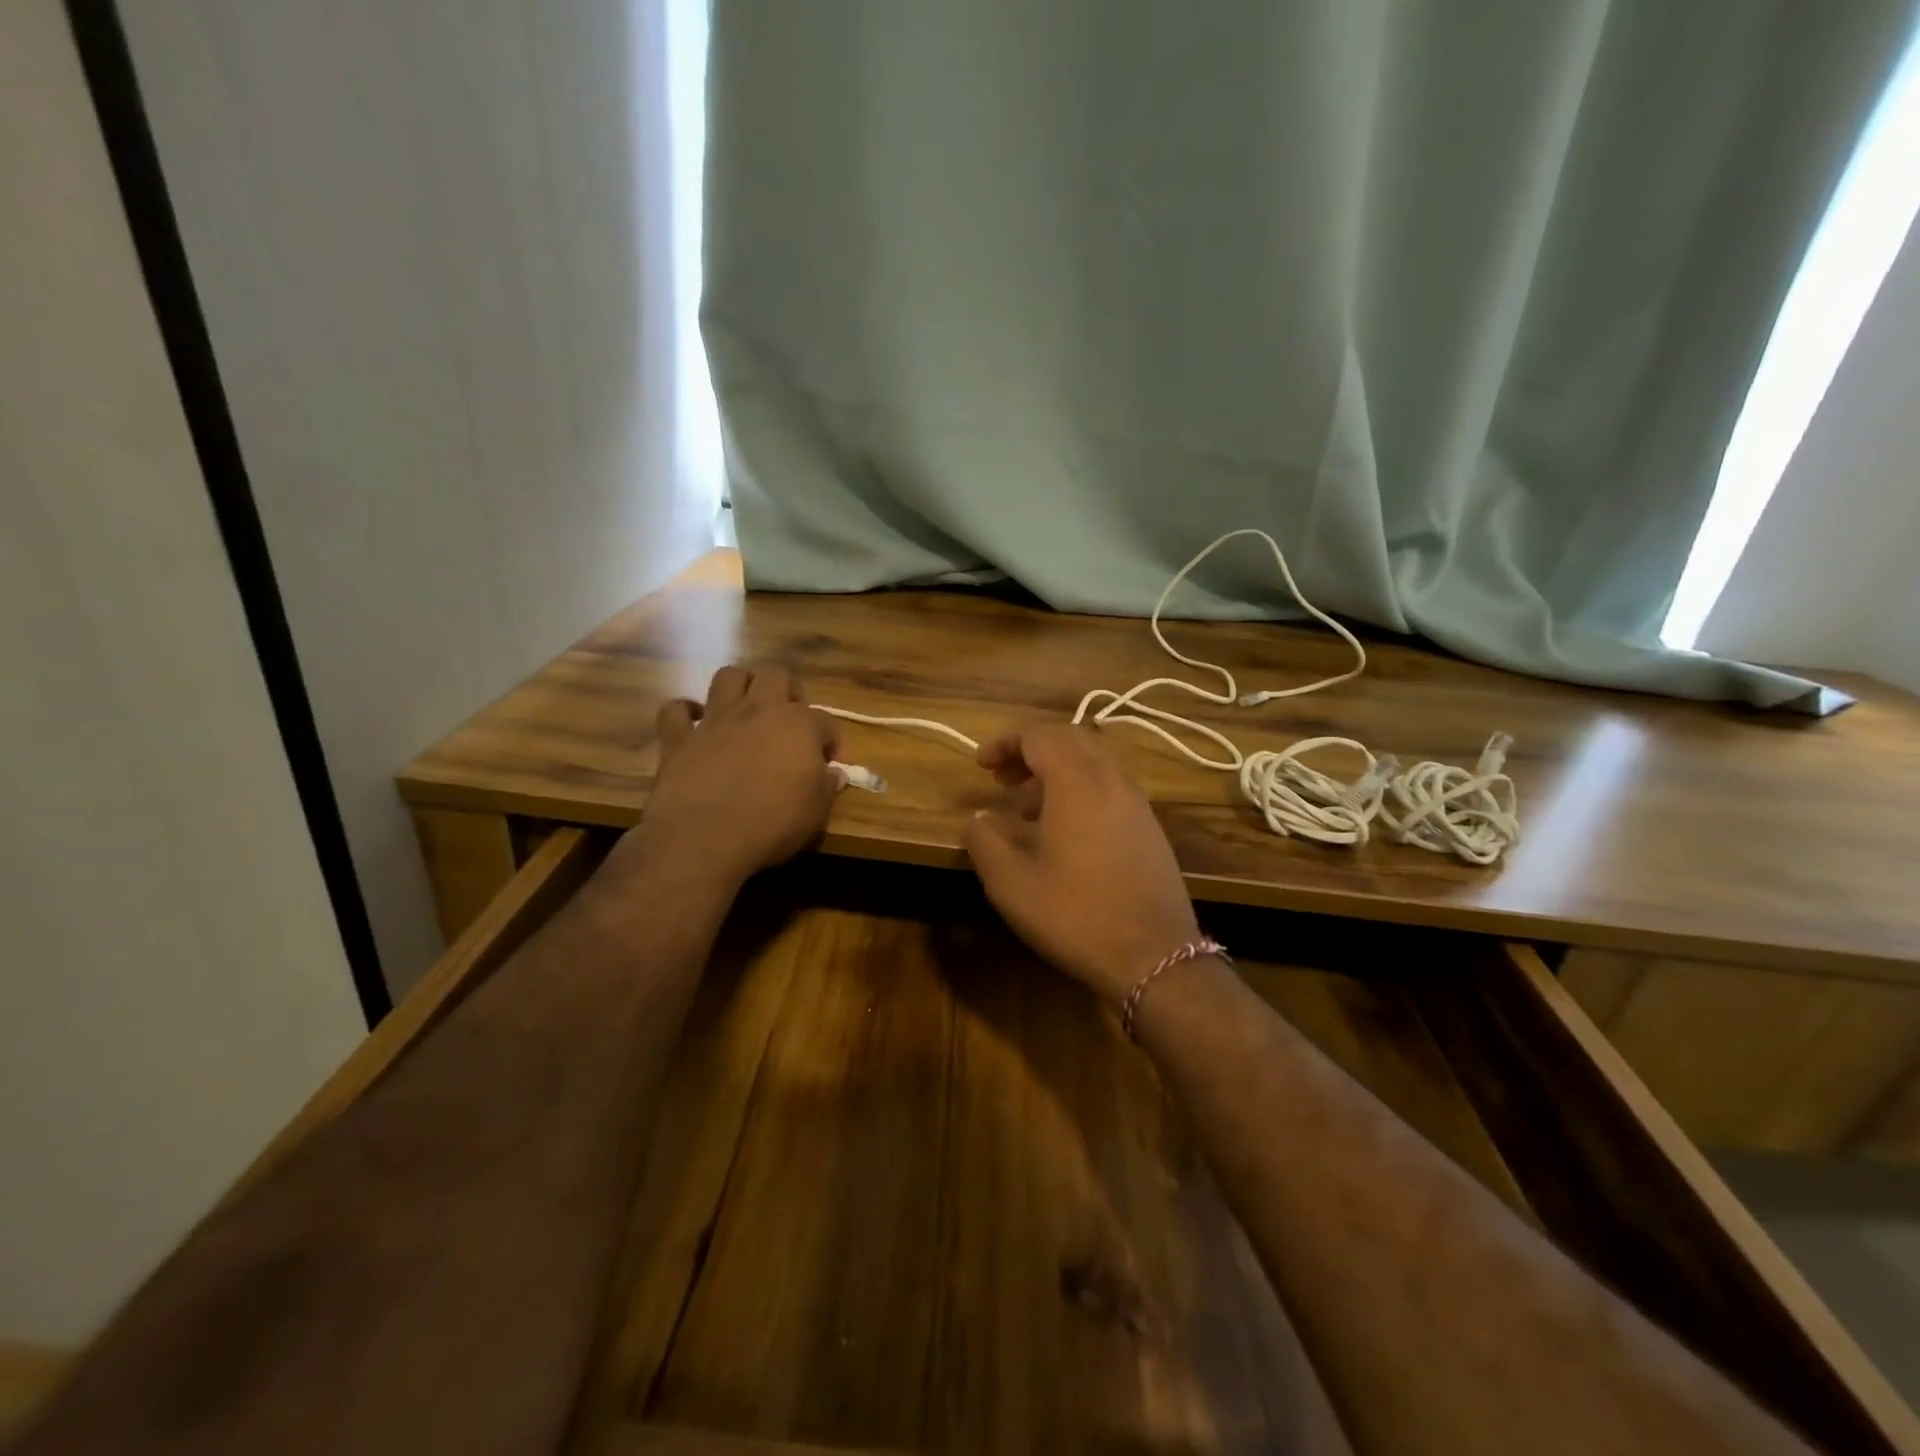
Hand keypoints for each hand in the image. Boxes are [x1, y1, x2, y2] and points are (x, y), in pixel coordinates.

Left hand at [636, 664, 842, 887]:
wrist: (705, 838)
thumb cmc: (772, 824)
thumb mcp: (815, 811)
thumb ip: (826, 786)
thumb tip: (834, 774)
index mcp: (799, 725)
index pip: (825, 721)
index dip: (830, 741)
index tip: (829, 764)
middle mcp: (758, 710)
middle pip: (776, 676)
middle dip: (787, 691)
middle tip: (789, 720)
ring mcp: (715, 720)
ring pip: (728, 677)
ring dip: (740, 686)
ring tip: (746, 708)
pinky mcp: (679, 738)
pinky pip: (675, 711)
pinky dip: (684, 713)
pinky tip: (693, 723)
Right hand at [964, 724, 1201, 1004]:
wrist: (1155, 957)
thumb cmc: (1076, 915)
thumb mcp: (1011, 883)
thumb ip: (985, 840)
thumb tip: (981, 818)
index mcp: (1077, 782)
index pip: (1039, 735)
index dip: (1005, 742)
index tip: (981, 765)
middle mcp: (1112, 780)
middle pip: (1070, 739)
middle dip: (1031, 749)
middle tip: (1003, 778)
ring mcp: (1137, 803)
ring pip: (1093, 763)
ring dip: (1056, 770)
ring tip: (1026, 807)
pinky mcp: (1150, 827)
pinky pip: (1110, 787)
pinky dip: (1080, 790)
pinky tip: (1064, 831)